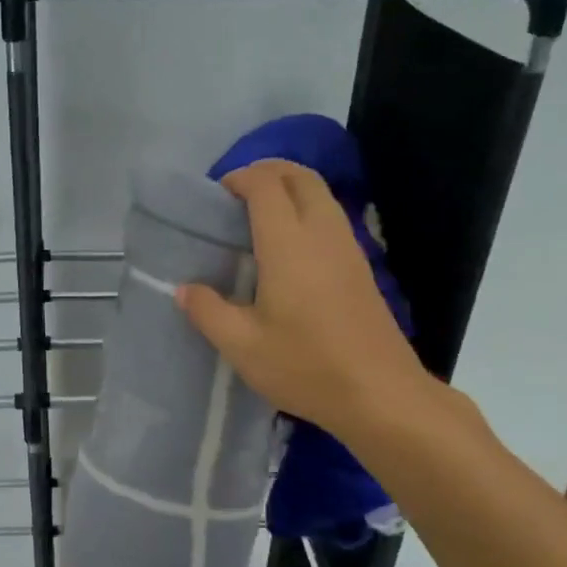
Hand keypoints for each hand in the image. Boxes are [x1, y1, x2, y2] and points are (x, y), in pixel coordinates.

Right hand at [176, 159, 435, 439]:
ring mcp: (348, 248)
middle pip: (299, 176)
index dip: (239, 178)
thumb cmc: (305, 366)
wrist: (380, 394)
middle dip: (267, 171)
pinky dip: (305, 211)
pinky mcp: (361, 267)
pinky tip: (287, 249)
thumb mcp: (242, 346)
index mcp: (288, 244)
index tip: (215, 198)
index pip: (265, 185)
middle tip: (236, 197)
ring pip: (320, 194)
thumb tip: (185, 289)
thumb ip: (208, 311)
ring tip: (256, 219)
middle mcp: (322, 233)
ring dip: (289, 190)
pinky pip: (331, 217)